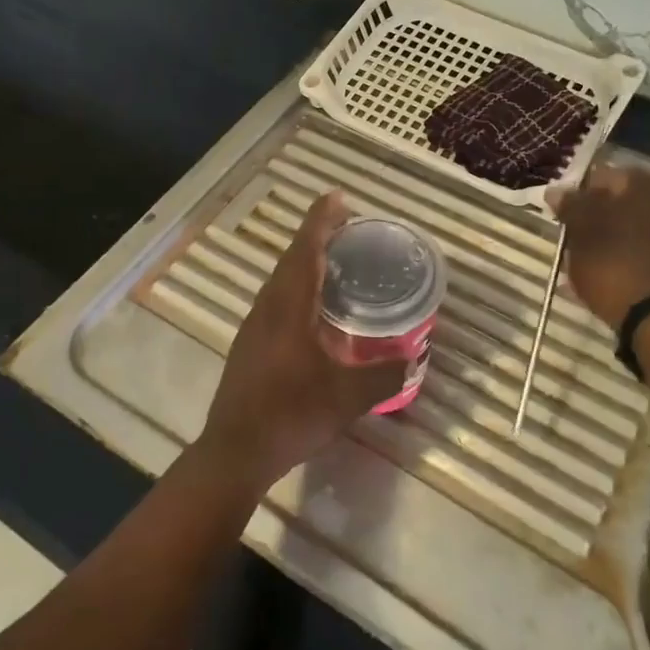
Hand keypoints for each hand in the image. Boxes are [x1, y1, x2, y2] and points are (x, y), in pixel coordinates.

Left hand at [197, 191, 406, 491]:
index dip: (322, 221)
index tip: (338, 197)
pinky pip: (276, 300)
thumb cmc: (291, 415)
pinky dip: (296, 287)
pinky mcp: (249, 345)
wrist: (236, 451)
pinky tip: (313, 308)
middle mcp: (268, 308)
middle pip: (291, 259)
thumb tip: (414, 359)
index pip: (306, 250)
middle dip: (316, 236)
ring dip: (304, 261)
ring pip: (280, 280)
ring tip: (333, 260)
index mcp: (289, 308)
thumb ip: (384, 375)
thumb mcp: (347, 398)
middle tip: (345, 225)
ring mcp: (254, 326)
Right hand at [547, 164, 649, 329]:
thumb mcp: (581, 230)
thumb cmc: (613, 264)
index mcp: (645, 184)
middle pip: (619, 201)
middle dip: (594, 217)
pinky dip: (623, 255)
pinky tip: (605, 273)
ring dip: (608, 237)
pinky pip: (642, 248)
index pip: (602, 176)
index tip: (561, 216)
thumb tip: (557, 190)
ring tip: (584, 260)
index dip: (578, 194)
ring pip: (630, 225)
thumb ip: (570, 205)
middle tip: (572, 238)